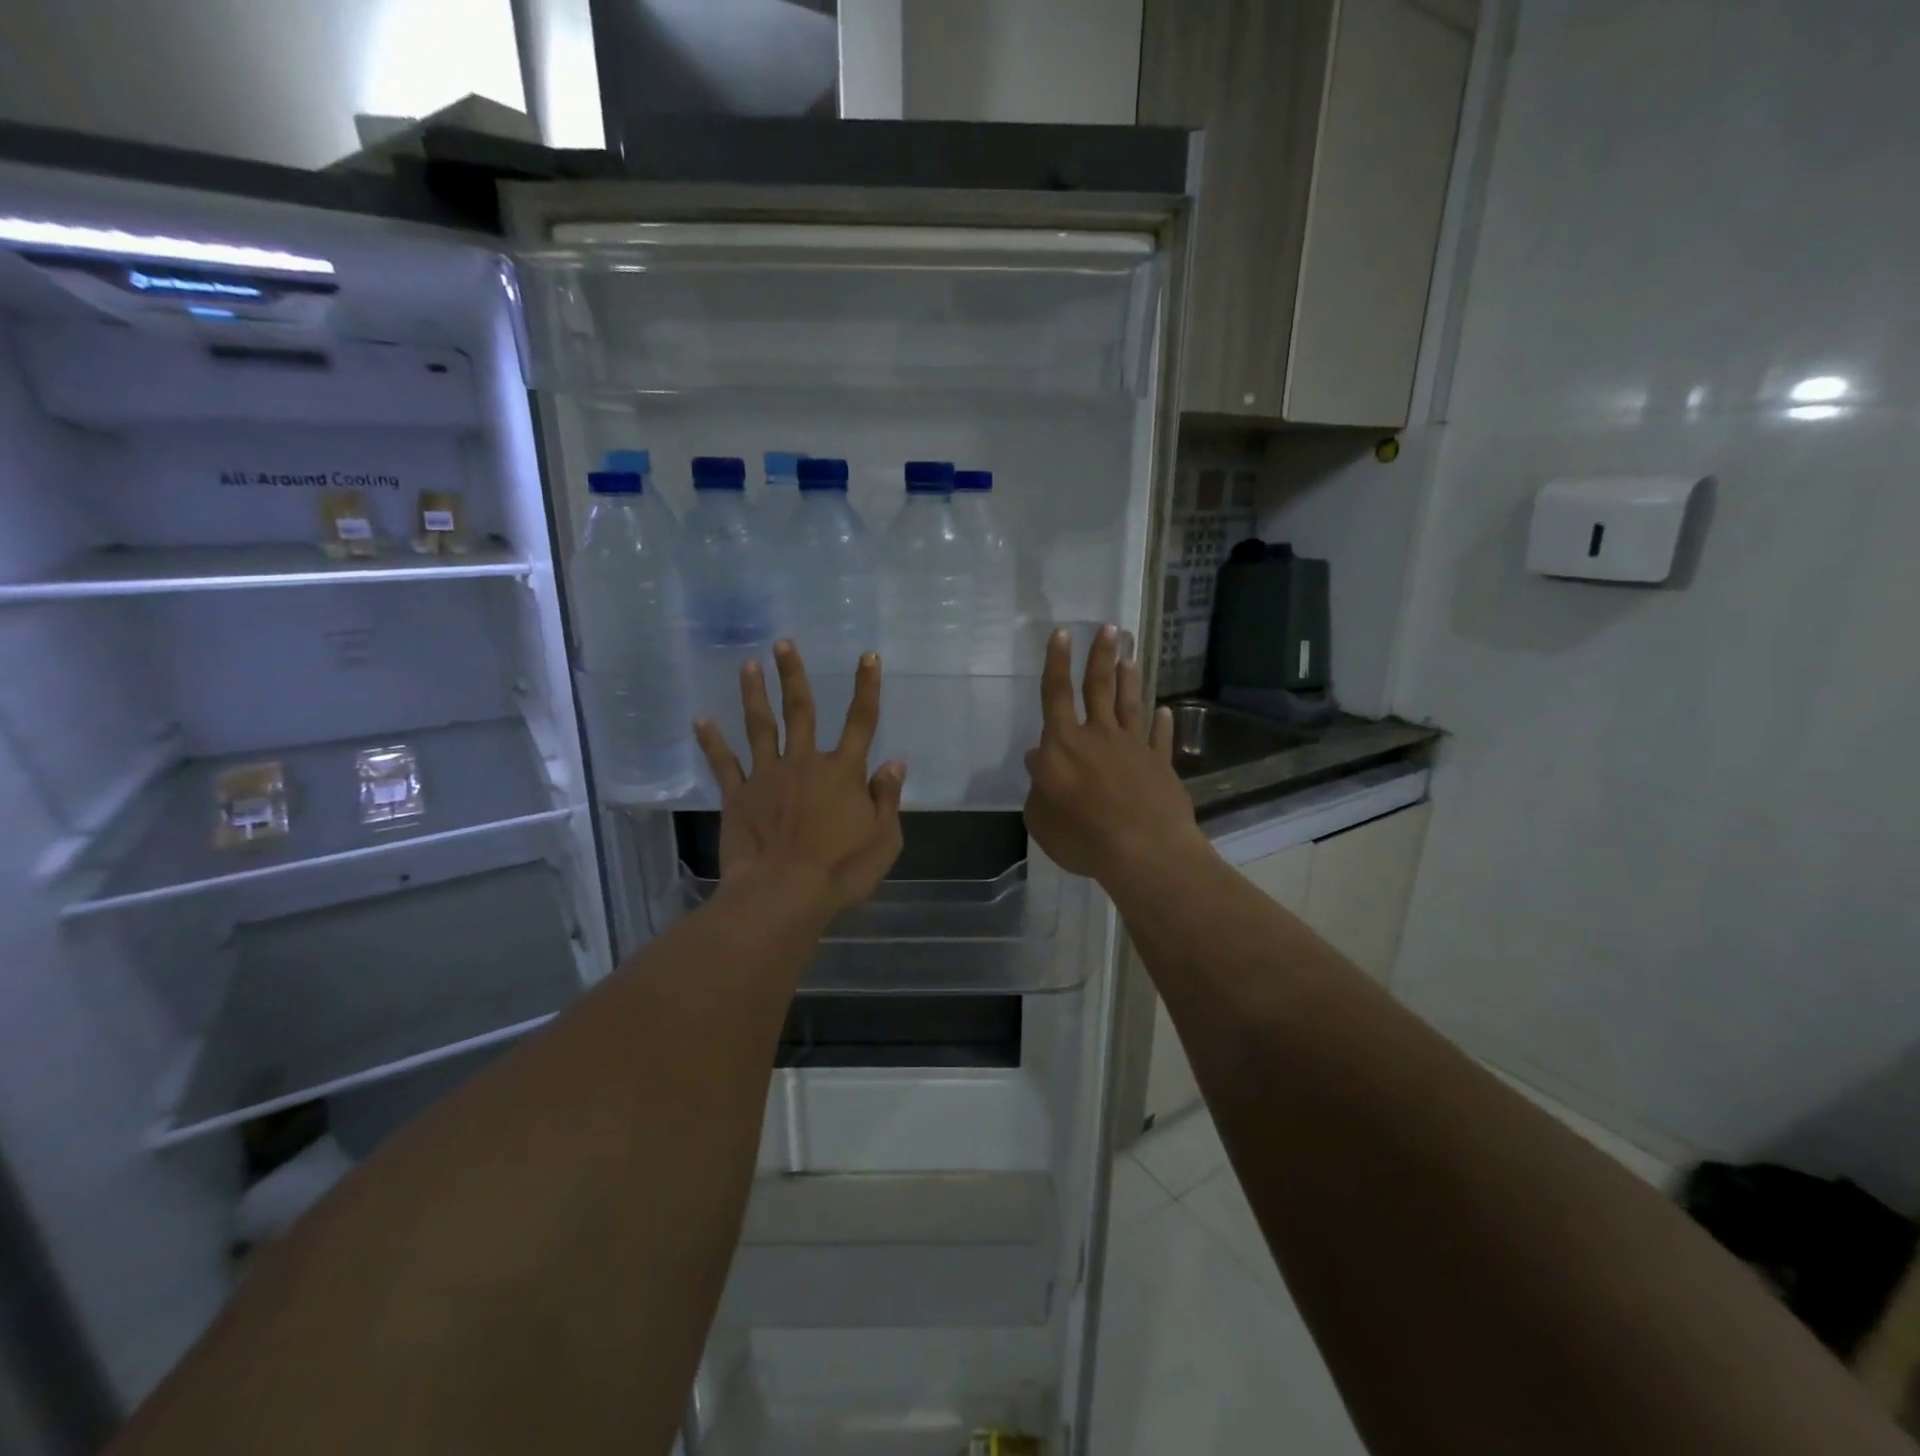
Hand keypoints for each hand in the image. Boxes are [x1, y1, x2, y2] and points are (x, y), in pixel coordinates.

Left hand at [694, 641, 905, 915]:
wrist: (784, 894)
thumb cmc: (841, 870)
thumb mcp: (884, 839)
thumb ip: (888, 798)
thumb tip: (895, 762)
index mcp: (843, 772)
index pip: (861, 720)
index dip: (867, 686)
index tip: (868, 655)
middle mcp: (805, 763)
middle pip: (801, 711)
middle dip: (793, 675)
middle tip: (782, 644)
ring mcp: (767, 776)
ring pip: (761, 726)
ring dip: (754, 694)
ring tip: (748, 665)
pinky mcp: (738, 796)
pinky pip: (724, 763)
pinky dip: (712, 741)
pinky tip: (701, 720)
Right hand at [1023, 625, 1202, 882]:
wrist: (1143, 850)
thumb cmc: (1081, 835)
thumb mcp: (1041, 817)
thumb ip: (1038, 786)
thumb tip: (1037, 758)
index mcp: (1063, 744)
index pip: (1056, 694)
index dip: (1056, 662)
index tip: (1061, 633)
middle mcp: (1099, 736)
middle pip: (1099, 688)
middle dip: (1101, 656)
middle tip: (1109, 628)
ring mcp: (1133, 748)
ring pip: (1130, 705)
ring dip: (1129, 679)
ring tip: (1131, 655)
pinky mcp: (1160, 765)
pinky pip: (1159, 738)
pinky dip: (1161, 723)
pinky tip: (1165, 711)